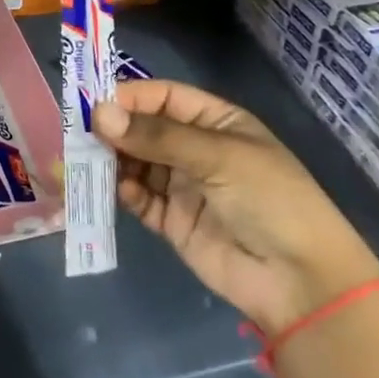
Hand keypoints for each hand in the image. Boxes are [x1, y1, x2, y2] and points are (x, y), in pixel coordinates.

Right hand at [92, 79, 378, 335]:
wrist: (299, 281)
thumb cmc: (269, 199)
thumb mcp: (218, 157)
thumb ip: (157, 136)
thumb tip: (98, 114)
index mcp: (216, 122)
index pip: (163, 97)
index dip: (129, 96)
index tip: (92, 102)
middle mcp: (196, 149)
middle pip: (144, 129)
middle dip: (114, 129)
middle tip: (79, 133)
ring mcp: (183, 186)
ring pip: (136, 162)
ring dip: (112, 160)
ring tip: (85, 160)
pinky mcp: (172, 221)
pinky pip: (139, 198)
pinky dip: (123, 191)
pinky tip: (116, 189)